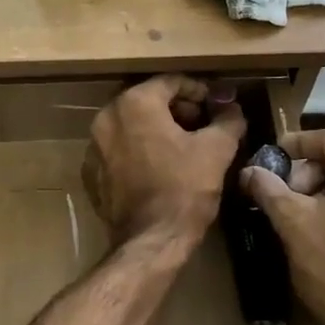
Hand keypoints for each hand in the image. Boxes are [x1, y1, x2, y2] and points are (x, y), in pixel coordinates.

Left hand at [83, 76, 245, 246]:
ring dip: (158, 130)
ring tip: (185, 147)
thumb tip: (232, 107)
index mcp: (135, 103)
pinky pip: (119, 151)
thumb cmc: (185, 189)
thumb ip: (227, 120)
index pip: (171, 82)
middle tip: (204, 125)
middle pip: (148, 101)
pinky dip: (139, 151)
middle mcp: (106, 118)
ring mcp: (94, 147)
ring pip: (131, 126)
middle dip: (178, 110)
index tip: (217, 105)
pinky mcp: (92, 174)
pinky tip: (161, 168)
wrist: (151, 241)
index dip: (200, 91)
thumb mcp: (217, 150)